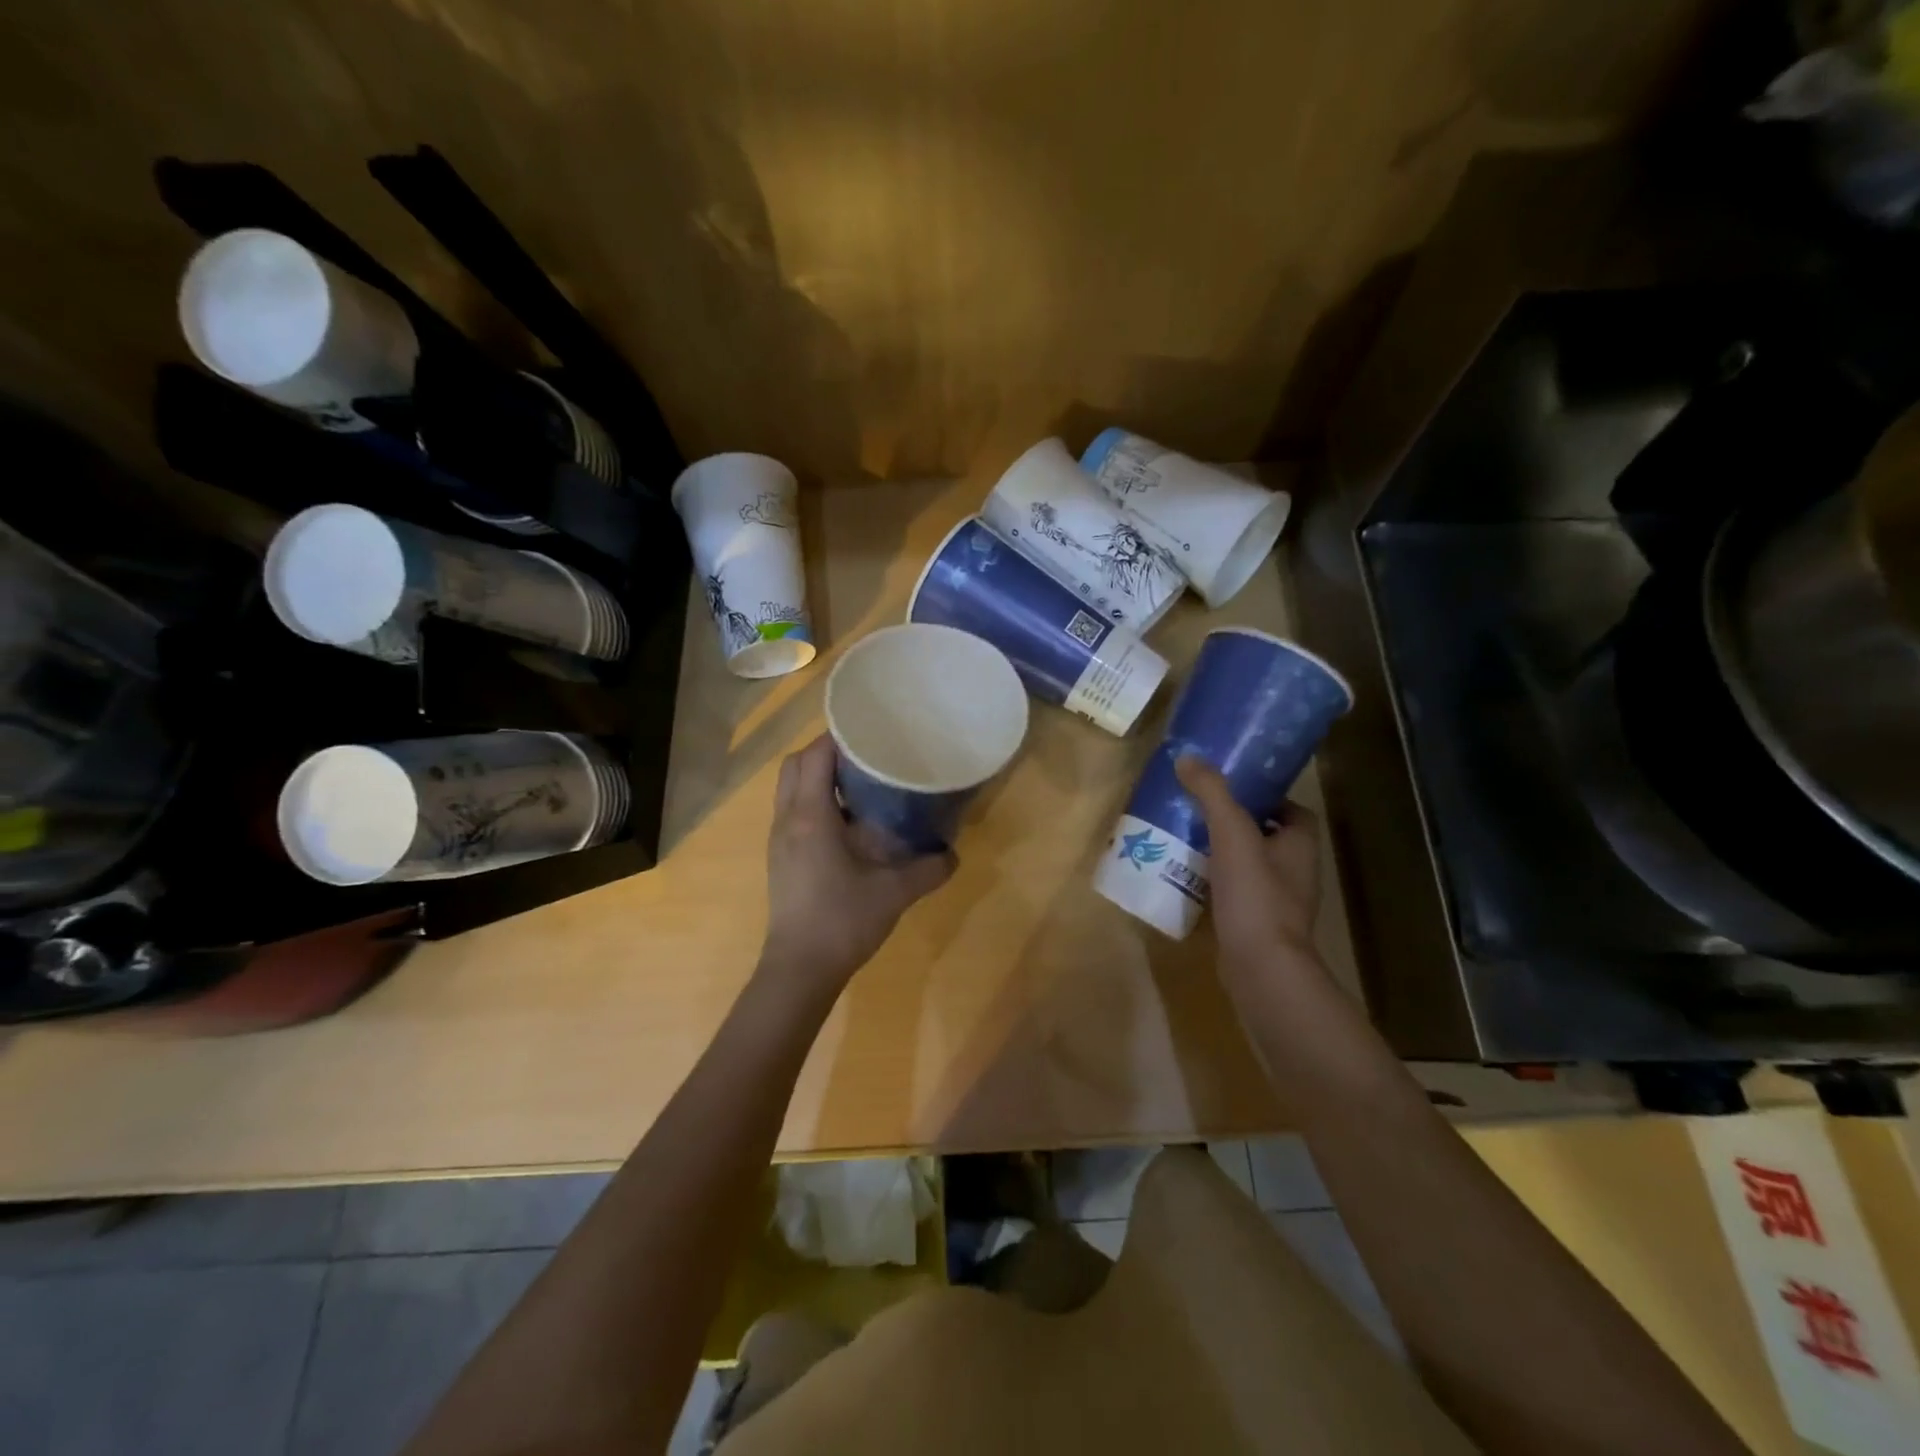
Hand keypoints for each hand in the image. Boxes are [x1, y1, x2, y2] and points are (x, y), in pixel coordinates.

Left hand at [762, 734, 954, 995]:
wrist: (799, 970)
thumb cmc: (842, 921)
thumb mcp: (895, 893)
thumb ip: (929, 869)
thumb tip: (954, 854)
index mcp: (810, 817)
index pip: (814, 756)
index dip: (839, 737)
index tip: (870, 732)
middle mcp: (787, 820)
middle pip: (795, 765)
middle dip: (825, 752)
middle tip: (865, 757)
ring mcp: (779, 840)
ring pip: (790, 789)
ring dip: (818, 777)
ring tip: (859, 784)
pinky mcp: (781, 859)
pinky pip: (793, 811)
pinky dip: (815, 801)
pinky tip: (848, 823)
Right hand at [1175, 756, 1323, 973]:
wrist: (1260, 968)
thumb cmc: (1255, 895)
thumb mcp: (1232, 833)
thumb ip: (1212, 793)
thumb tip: (1187, 758)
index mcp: (1300, 847)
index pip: (1294, 813)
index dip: (1270, 799)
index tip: (1235, 792)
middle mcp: (1296, 873)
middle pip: (1271, 839)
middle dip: (1241, 825)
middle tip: (1202, 812)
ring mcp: (1278, 904)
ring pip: (1252, 868)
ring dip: (1226, 856)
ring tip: (1188, 841)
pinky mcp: (1256, 927)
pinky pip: (1237, 895)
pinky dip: (1217, 885)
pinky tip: (1187, 879)